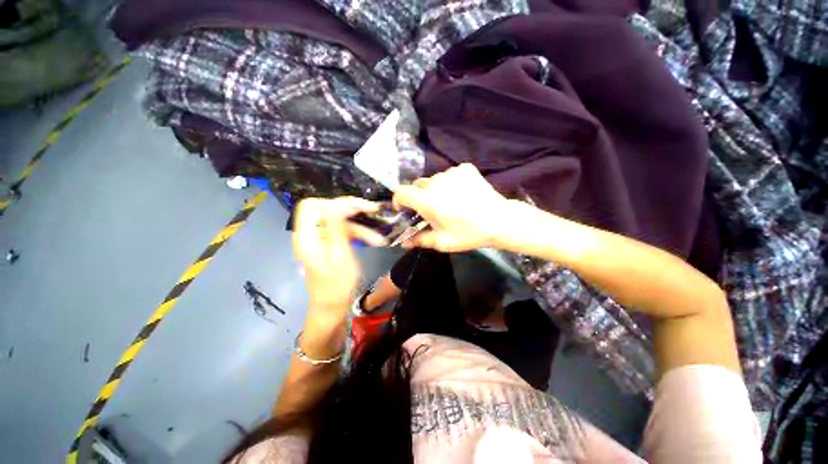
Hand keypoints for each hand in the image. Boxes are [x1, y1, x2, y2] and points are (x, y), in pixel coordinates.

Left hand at [293, 197, 383, 318]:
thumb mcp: (340, 256)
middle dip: (352, 209)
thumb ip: (337, 228)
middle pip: (328, 210)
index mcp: (307, 237)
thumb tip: (337, 204)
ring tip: (380, 239)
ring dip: (361, 227)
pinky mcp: (330, 244)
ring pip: (341, 222)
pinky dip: (359, 235)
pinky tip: (375, 241)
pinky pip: (344, 232)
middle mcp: (311, 234)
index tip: (356, 208)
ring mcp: (321, 239)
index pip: (311, 206)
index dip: (333, 202)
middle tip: (374, 210)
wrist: (332, 307)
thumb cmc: (336, 286)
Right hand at [393, 164, 512, 251]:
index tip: (405, 210)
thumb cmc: (468, 234)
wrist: (499, 221)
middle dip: (418, 197)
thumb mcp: (442, 242)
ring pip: (434, 179)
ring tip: (450, 202)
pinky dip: (451, 183)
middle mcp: (436, 182)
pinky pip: (450, 174)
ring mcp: (451, 172)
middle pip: (417, 185)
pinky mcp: (465, 168)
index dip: (399, 200)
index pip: (401, 192)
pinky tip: (462, 194)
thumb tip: (403, 243)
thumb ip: (419, 240)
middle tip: (430, 210)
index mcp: (427, 200)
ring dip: (435, 189)